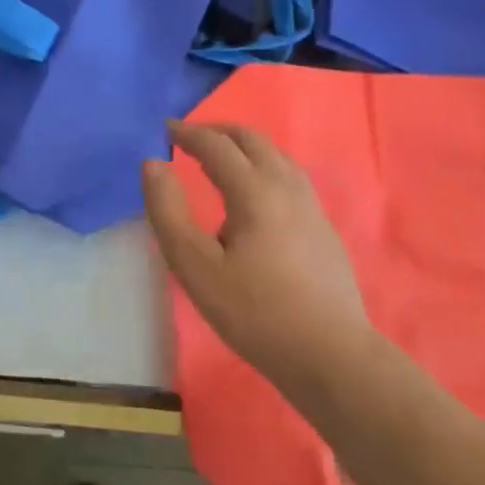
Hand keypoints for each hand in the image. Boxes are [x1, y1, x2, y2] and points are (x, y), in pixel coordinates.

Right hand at [142, 121, 372, 399]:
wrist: (331, 355)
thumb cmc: (254, 312)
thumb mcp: (194, 266)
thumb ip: (167, 211)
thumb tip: (152, 164)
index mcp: (255, 192)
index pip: (217, 146)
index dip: (188, 133)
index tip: (165, 129)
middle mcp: (287, 187)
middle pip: (253, 140)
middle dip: (218, 131)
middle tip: (189, 137)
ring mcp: (311, 206)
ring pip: (276, 156)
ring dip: (244, 146)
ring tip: (219, 158)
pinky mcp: (323, 228)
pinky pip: (289, 175)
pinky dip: (262, 165)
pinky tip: (254, 192)